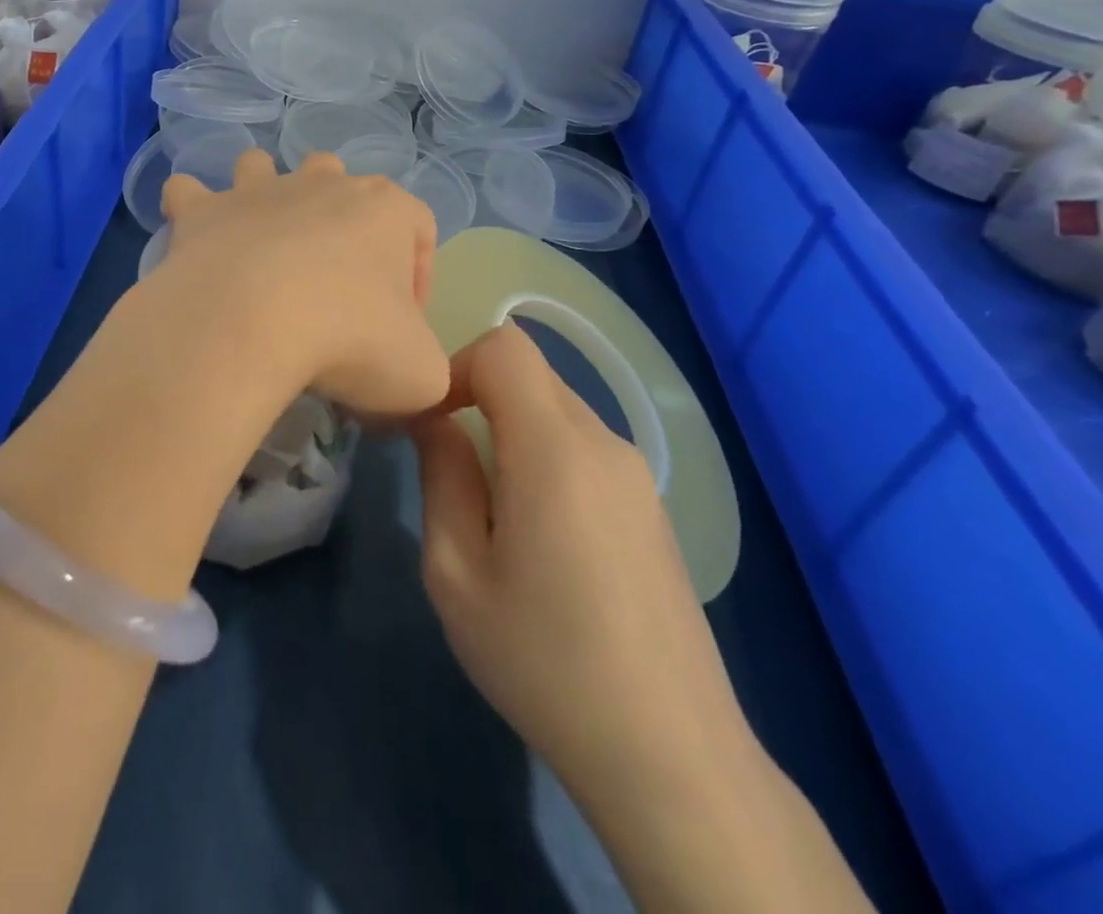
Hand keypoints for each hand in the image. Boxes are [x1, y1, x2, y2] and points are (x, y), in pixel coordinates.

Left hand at [157, 150, 447, 419]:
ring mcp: (257, 191)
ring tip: (263, 243)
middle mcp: (322, 184)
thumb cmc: (350, 339)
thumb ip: (423, 363)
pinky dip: (192, 209)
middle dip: (341, 224)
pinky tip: (196, 237)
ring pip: (264, 168)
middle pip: (340, 183)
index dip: (418, 276)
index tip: (400, 326)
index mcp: (385, 209)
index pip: (418, 227)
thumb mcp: (420, 373)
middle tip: (334, 285)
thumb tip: (400, 367)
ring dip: (264, 194)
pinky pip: (190, 193)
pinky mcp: (203, 212)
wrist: (250, 322)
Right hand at [410, 323, 756, 818]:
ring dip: (510, 430)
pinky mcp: (651, 505)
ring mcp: (636, 474)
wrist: (671, 756)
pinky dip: (545, 457)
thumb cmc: (545, 660)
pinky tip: (541, 537)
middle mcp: (604, 443)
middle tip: (450, 469)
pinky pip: (583, 447)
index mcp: (555, 448)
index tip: (431, 423)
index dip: (456, 366)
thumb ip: (441, 476)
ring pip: (556, 408)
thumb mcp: (455, 572)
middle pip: (530, 373)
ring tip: (493, 512)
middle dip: (477, 398)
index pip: (505, 346)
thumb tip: (437, 422)